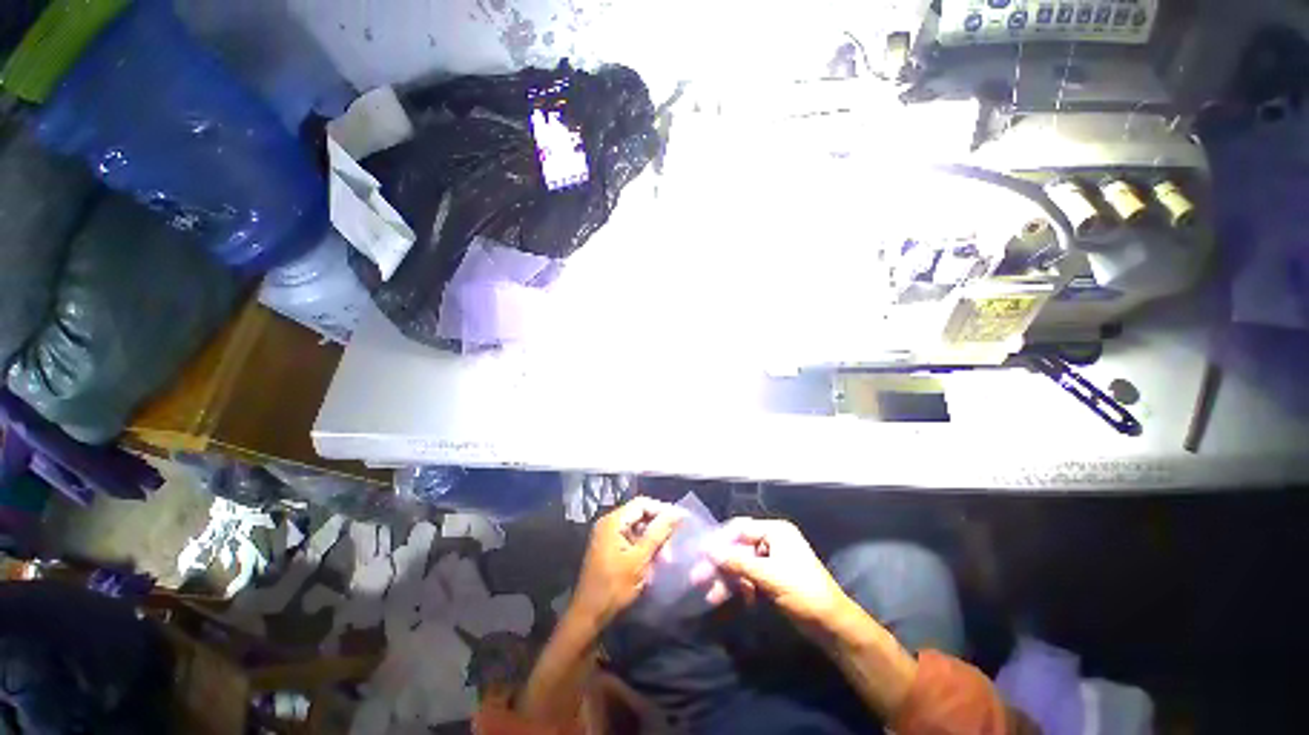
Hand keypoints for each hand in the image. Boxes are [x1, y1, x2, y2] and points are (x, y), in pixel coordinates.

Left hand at [572, 497, 684, 626]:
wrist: (588, 615)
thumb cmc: (614, 587)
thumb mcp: (639, 559)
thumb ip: (658, 533)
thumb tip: (677, 513)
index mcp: (613, 521)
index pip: (642, 504)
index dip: (663, 509)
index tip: (682, 520)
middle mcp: (609, 523)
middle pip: (640, 514)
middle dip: (659, 526)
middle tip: (675, 541)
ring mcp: (608, 535)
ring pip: (637, 527)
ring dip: (653, 538)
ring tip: (666, 554)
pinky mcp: (610, 547)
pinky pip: (631, 538)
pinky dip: (644, 546)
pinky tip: (655, 559)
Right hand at [701, 517, 848, 625]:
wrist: (832, 626)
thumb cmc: (803, 592)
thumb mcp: (768, 575)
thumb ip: (737, 562)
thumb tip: (709, 550)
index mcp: (776, 531)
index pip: (740, 529)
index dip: (720, 541)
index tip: (700, 554)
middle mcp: (773, 541)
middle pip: (739, 548)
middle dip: (720, 564)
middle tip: (698, 577)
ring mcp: (773, 560)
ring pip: (742, 565)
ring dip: (727, 579)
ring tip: (711, 596)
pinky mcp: (773, 578)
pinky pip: (750, 578)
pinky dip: (740, 588)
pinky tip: (733, 600)